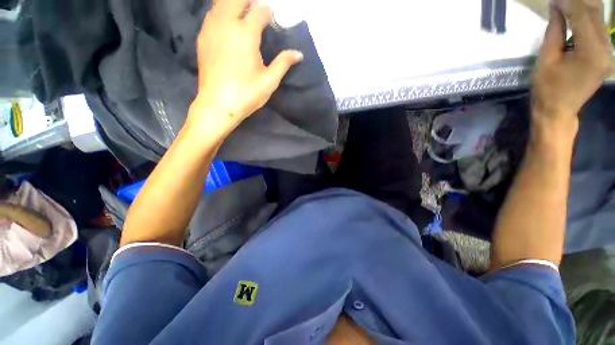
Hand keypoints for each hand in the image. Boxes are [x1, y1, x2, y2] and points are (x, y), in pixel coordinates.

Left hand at [188, 0, 302, 135]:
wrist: (218, 105)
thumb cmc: (246, 94)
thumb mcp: (269, 81)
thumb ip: (283, 63)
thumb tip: (299, 54)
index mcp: (246, 34)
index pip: (260, 10)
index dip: (269, 13)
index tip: (273, 20)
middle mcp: (227, 23)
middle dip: (250, 2)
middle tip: (258, 12)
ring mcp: (211, 28)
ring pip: (221, 3)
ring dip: (234, 4)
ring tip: (244, 14)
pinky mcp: (202, 37)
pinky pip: (212, 14)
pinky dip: (222, 12)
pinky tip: (228, 23)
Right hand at [533, 0, 612, 124]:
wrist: (559, 111)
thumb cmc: (548, 89)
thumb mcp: (547, 59)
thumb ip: (555, 31)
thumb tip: (556, 8)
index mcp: (591, 52)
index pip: (582, 16)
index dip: (567, 3)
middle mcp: (605, 49)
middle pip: (594, 15)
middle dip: (578, 2)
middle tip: (561, 0)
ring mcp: (608, 53)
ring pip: (599, 20)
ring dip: (584, 9)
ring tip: (568, 5)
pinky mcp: (606, 55)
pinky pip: (599, 30)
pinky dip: (588, 19)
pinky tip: (577, 16)